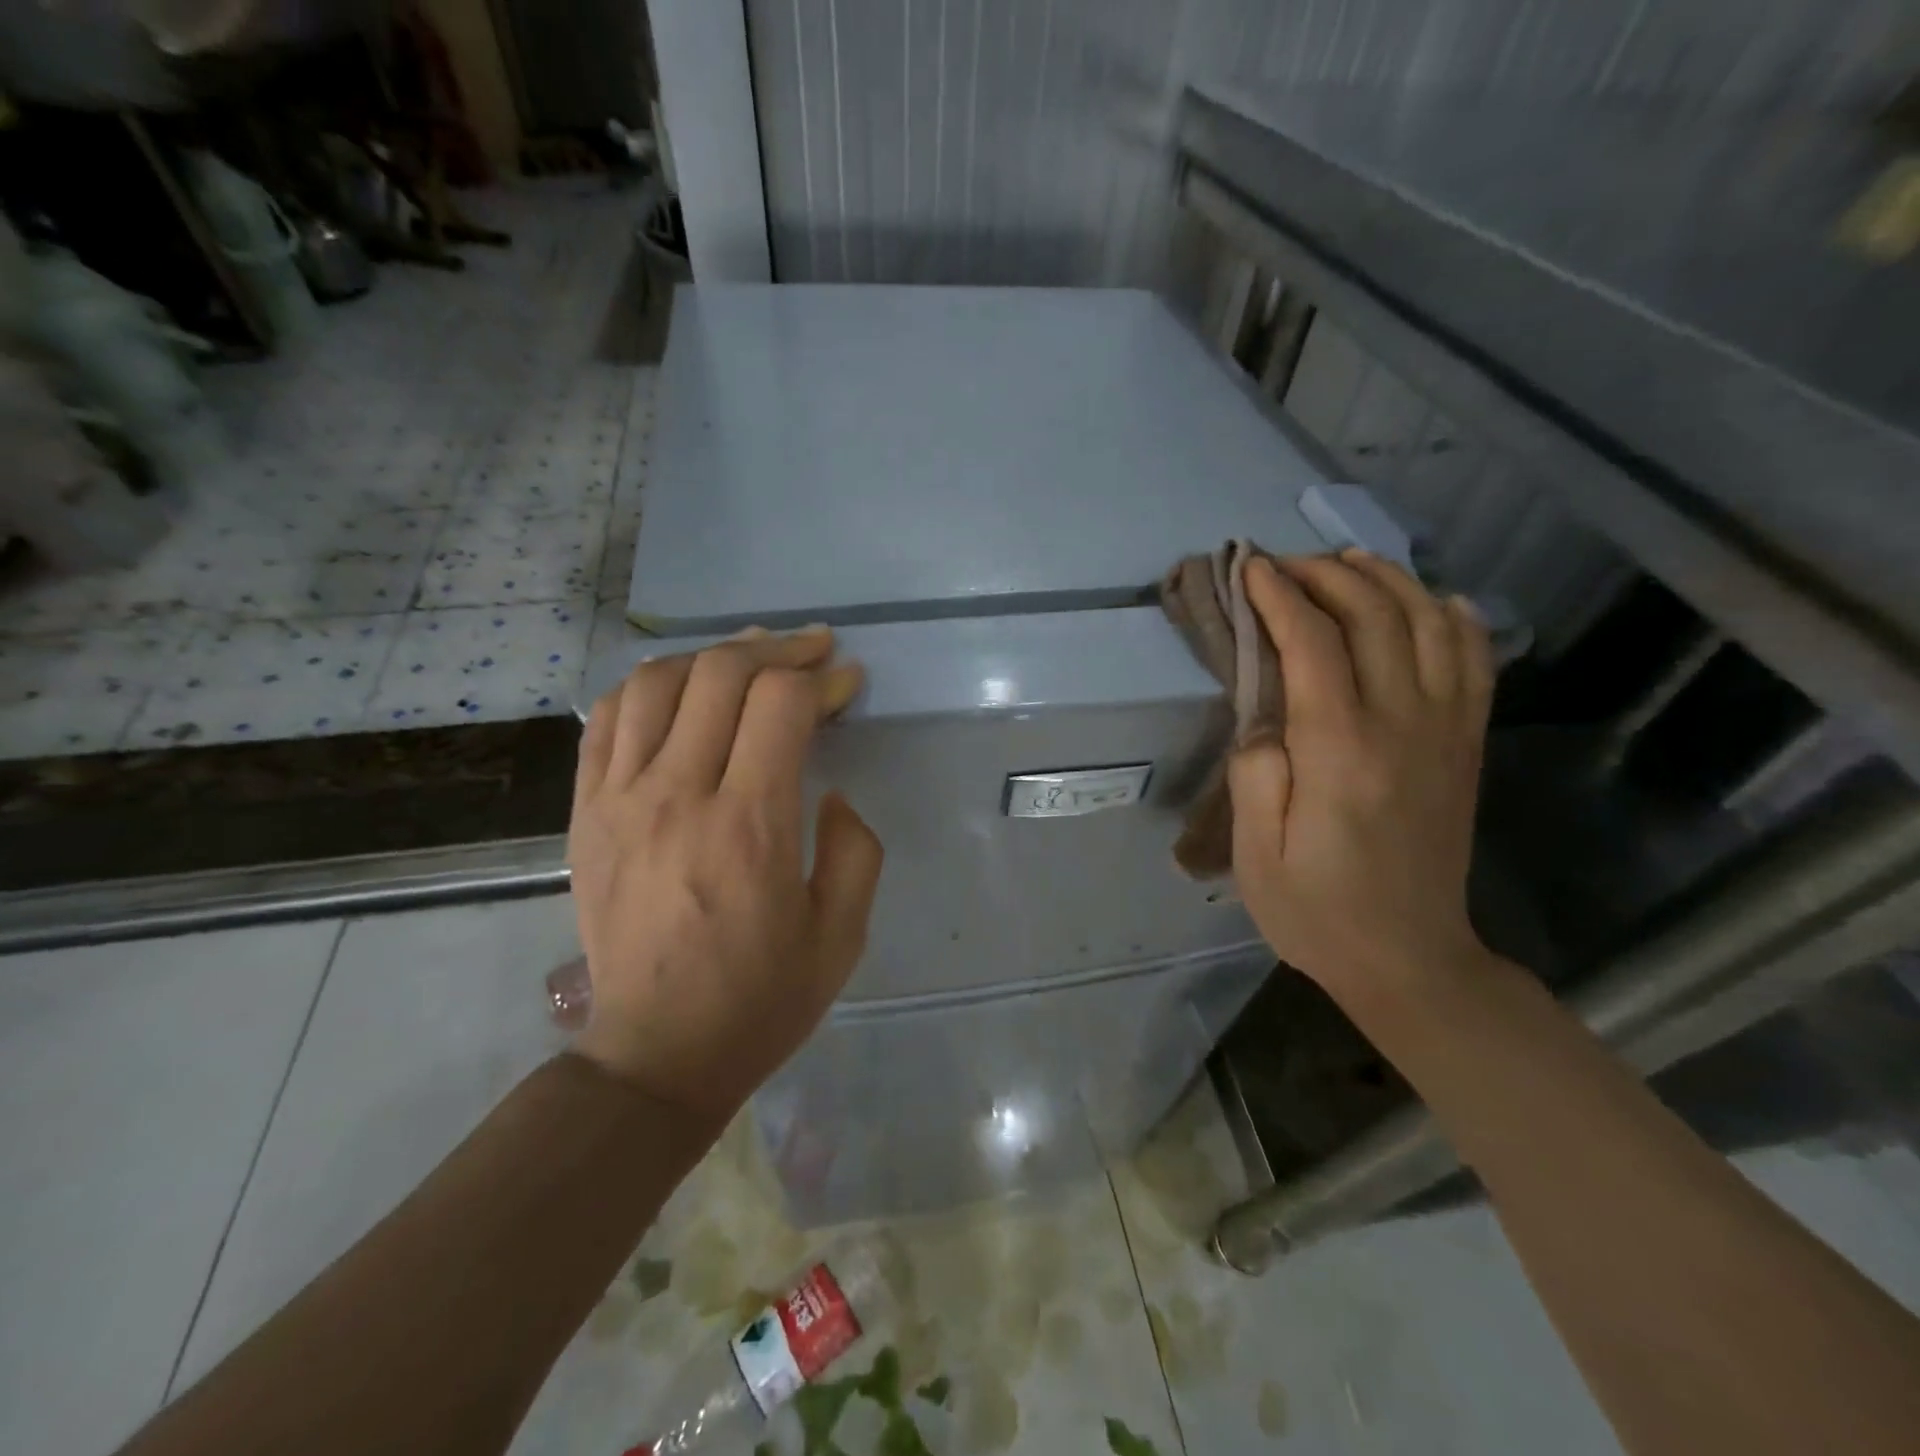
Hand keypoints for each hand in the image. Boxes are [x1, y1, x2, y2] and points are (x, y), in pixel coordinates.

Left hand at [567, 627, 882, 1121]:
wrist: (657, 1054)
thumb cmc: (760, 999)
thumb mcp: (841, 935)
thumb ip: (856, 849)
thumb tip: (830, 792)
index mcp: (749, 827)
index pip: (781, 705)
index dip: (823, 679)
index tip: (848, 682)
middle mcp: (677, 797)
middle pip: (720, 675)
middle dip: (777, 649)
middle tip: (812, 650)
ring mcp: (619, 801)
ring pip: (656, 682)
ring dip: (711, 656)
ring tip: (750, 657)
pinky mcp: (585, 814)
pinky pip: (605, 720)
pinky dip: (647, 686)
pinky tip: (680, 688)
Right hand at [1228, 551, 1493, 1001]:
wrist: (1410, 959)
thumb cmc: (1316, 910)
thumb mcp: (1257, 854)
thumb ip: (1255, 773)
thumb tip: (1266, 717)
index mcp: (1342, 752)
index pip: (1315, 645)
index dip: (1280, 597)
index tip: (1250, 567)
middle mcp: (1404, 726)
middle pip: (1376, 617)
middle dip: (1326, 575)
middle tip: (1284, 563)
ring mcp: (1446, 732)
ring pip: (1431, 624)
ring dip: (1387, 581)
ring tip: (1346, 562)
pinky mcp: (1465, 746)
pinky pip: (1473, 661)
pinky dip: (1453, 617)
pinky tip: (1430, 600)